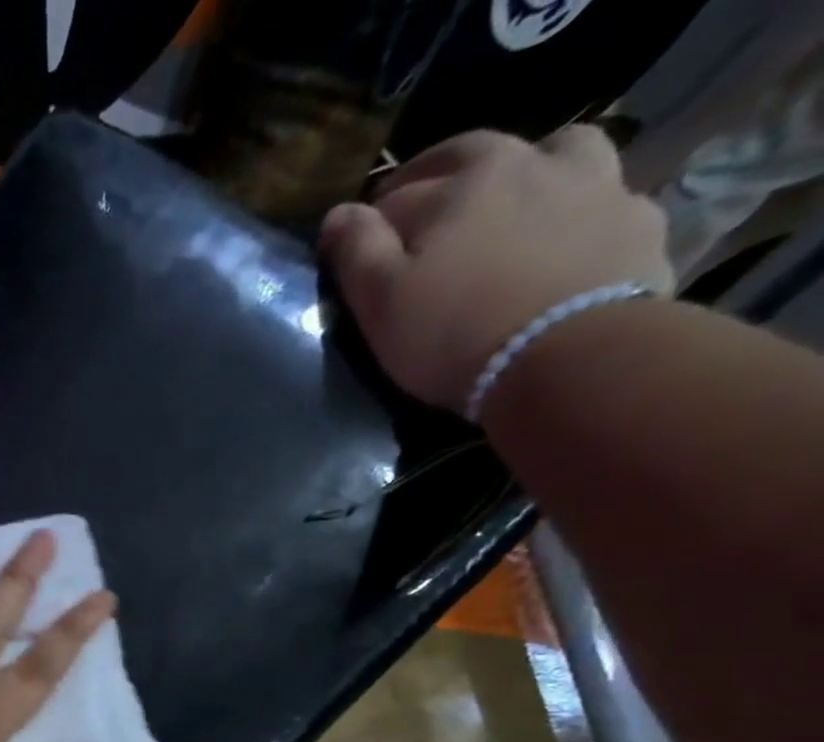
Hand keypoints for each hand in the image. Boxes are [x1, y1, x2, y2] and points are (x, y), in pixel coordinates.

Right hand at [319, 126, 672, 413]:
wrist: (569, 356)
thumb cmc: (452, 331)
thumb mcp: (380, 300)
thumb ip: (356, 250)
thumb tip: (337, 214)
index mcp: (462, 180)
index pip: (400, 192)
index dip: (373, 220)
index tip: (360, 248)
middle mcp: (530, 162)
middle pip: (474, 156)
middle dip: (439, 180)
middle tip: (421, 216)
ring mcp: (594, 183)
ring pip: (554, 154)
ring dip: (525, 170)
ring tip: (506, 206)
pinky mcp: (635, 218)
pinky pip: (598, 196)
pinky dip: (573, 208)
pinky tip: (560, 238)